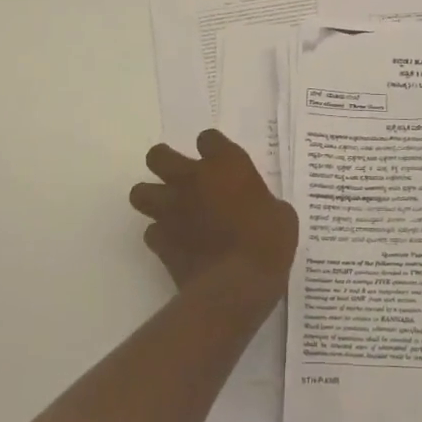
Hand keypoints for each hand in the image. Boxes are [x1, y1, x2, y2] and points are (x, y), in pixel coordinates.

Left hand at [130, 130, 297, 313]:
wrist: (238, 284)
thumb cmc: (269, 241)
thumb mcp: (280, 214)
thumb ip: (261, 201)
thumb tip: (257, 208)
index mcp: (226, 164)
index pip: (208, 138)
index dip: (212, 148)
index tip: (218, 160)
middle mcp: (192, 179)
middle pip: (158, 156)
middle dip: (164, 163)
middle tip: (180, 178)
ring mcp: (171, 209)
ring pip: (140, 192)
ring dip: (152, 198)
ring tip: (169, 209)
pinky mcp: (160, 241)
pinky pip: (151, 231)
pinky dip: (160, 235)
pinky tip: (175, 244)